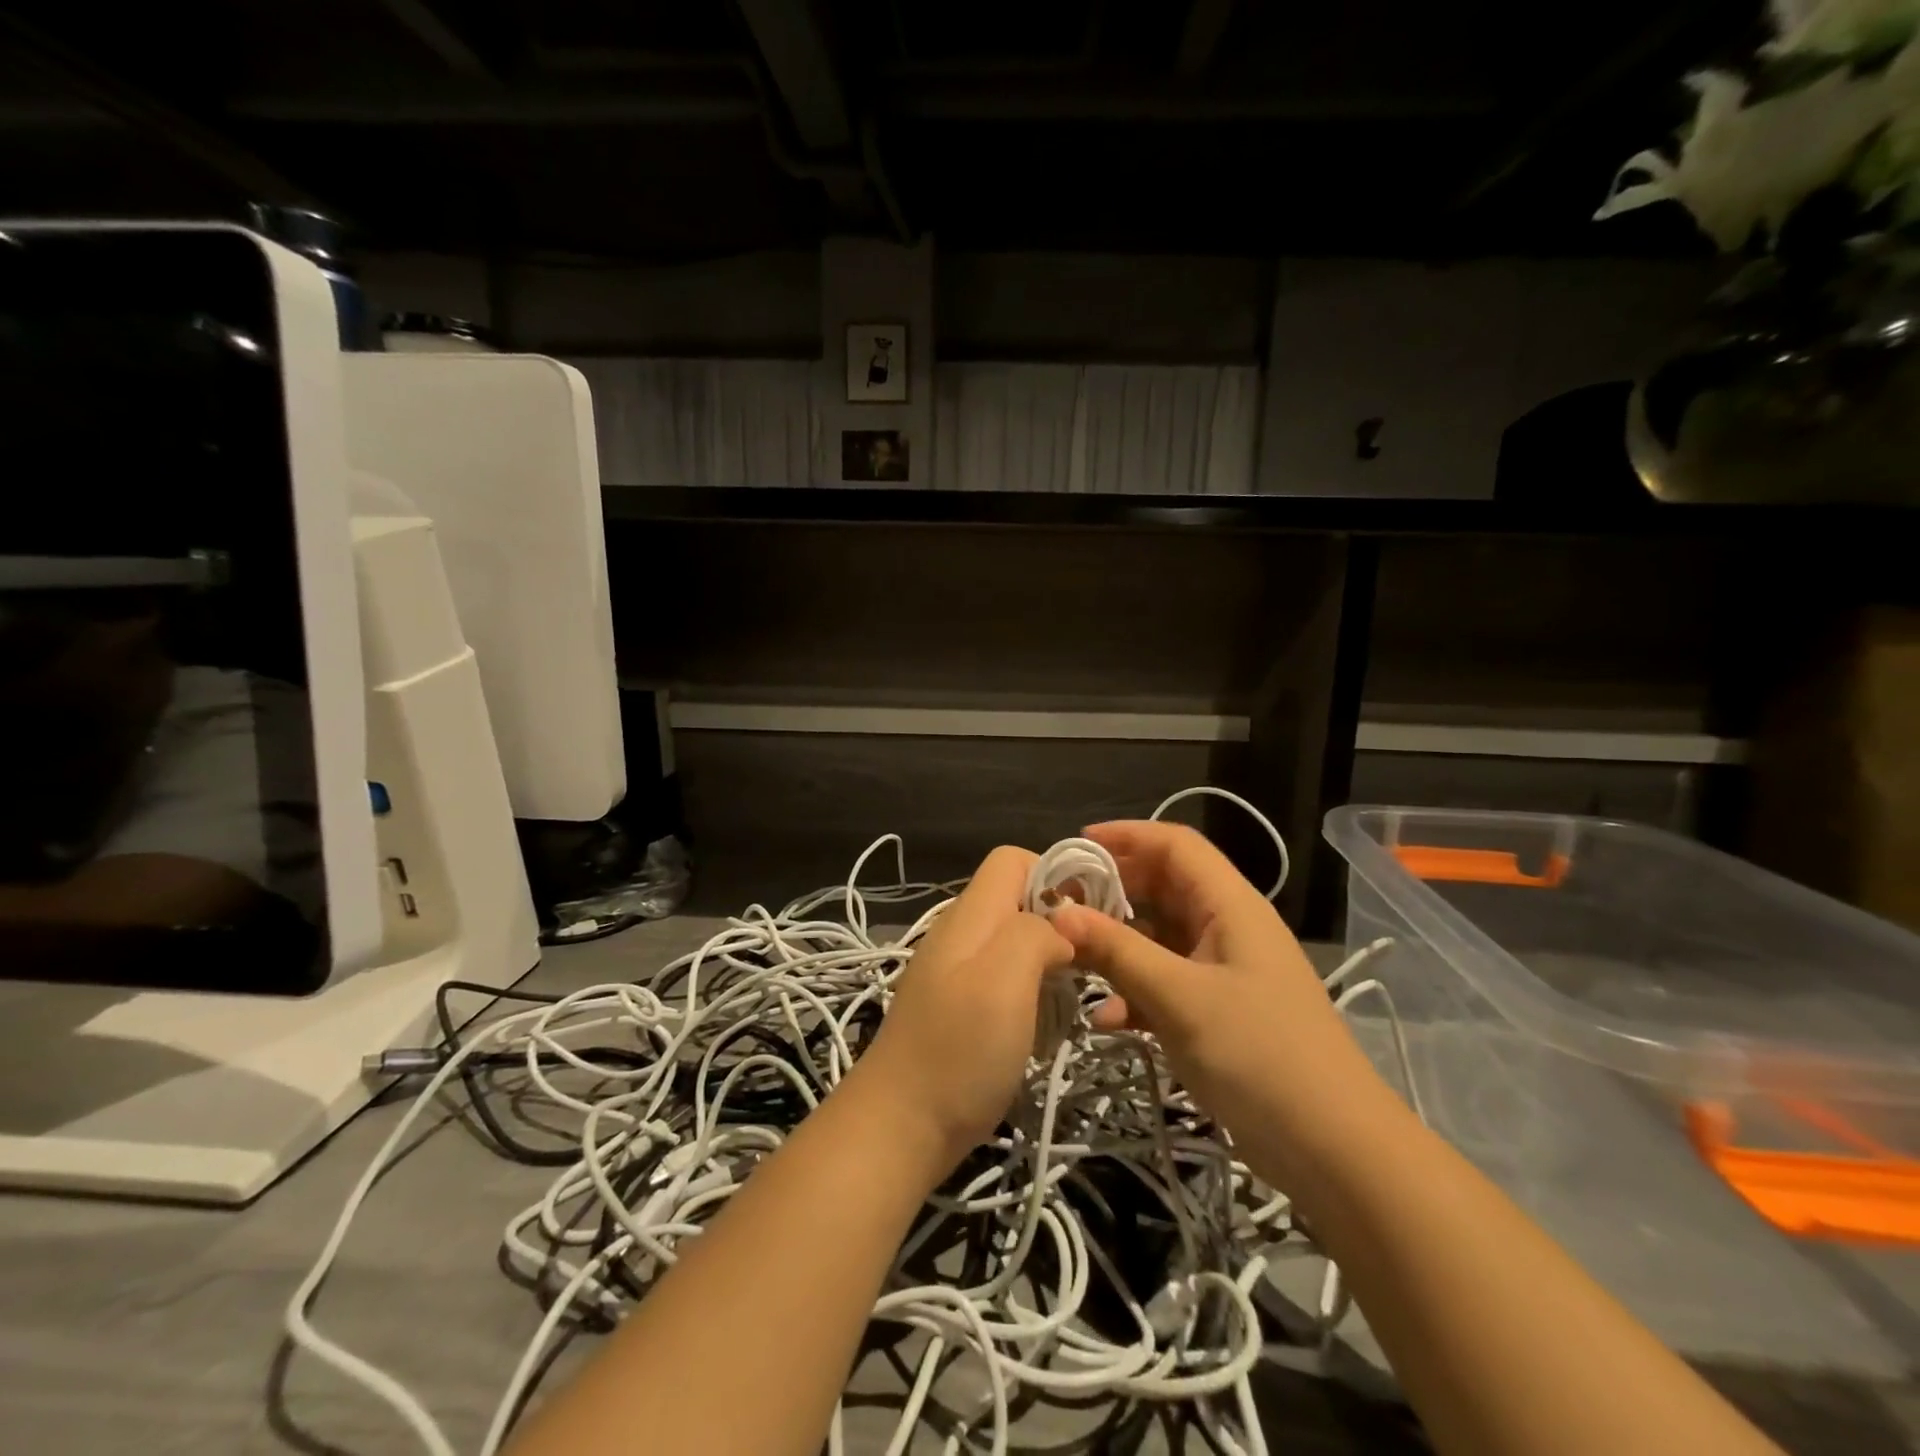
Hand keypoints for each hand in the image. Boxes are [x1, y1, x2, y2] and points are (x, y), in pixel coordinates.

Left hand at [854, 846, 1074, 1169]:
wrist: (900, 1126)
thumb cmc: (959, 1048)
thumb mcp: (1005, 978)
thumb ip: (1035, 933)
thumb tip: (1058, 930)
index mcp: (969, 915)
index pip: (1011, 859)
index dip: (1052, 875)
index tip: (1085, 920)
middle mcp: (959, 934)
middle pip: (1015, 901)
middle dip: (1057, 923)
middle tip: (1086, 967)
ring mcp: (954, 972)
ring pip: (1012, 943)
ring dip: (1046, 964)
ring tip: (1068, 1001)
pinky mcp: (957, 1008)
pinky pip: (1002, 980)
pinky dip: (1029, 994)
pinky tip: (1039, 1028)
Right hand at [1049, 821, 1396, 1189]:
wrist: (1333, 1150)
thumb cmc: (1259, 1055)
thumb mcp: (1179, 998)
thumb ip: (1118, 951)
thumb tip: (1059, 913)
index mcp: (1230, 905)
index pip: (1175, 845)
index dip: (1126, 836)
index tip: (1075, 847)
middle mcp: (1228, 927)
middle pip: (1163, 888)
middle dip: (1111, 893)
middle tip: (1060, 906)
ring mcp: (1224, 971)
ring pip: (1159, 938)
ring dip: (1117, 946)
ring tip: (1070, 959)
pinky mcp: (1218, 1010)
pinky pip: (1166, 982)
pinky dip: (1135, 991)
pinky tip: (1106, 1020)